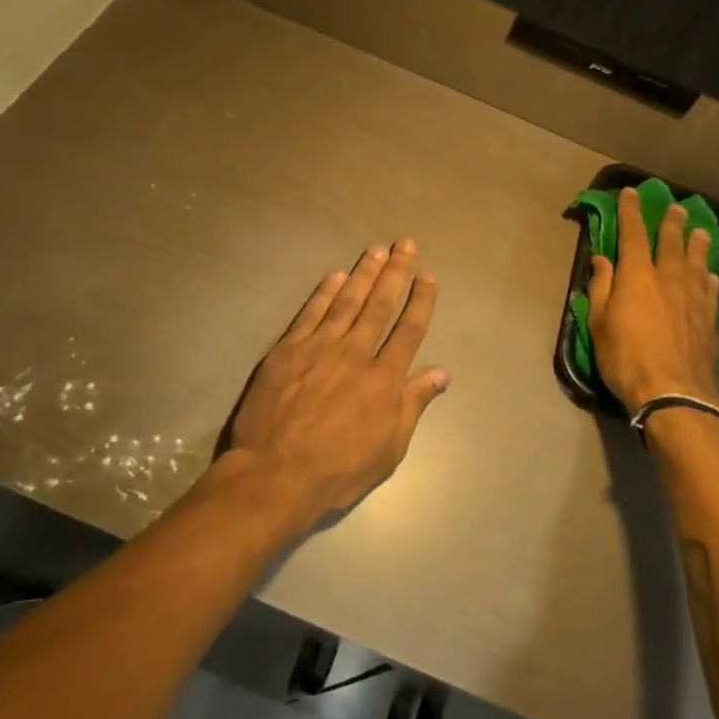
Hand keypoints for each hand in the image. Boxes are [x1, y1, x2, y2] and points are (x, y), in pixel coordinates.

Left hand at [225, 241, 448, 530]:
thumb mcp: (390, 447)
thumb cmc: (338, 469)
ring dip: (364, 273)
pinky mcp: (289, 349)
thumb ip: (414, 403)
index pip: (409, 330)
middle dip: (395, 273)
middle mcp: (356, 353)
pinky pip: (311, 313)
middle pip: (380, 305)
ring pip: (348, 301)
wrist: (276, 474)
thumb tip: (442, 372)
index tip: (427, 277)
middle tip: (404, 244)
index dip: (420, 301)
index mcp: (384, 378)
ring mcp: (321, 347)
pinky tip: (335, 275)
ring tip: (376, 250)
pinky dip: (325, 292)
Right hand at [586, 187, 718, 415]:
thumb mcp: (600, 323)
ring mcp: (693, 297)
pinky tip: (711, 275)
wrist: (674, 393)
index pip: (633, 234)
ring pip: (696, 261)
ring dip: (696, 243)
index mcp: (637, 275)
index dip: (631, 212)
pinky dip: (709, 277)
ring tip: (699, 230)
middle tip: (675, 207)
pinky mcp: (709, 318)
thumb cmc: (626, 357)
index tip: (631, 193)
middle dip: (670, 222)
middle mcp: (668, 278)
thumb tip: (602, 260)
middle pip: (671, 242)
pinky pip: (710, 289)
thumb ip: (602, 287)